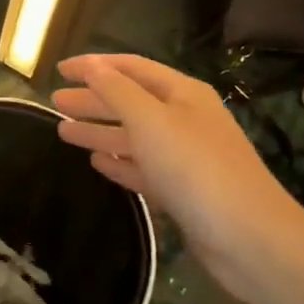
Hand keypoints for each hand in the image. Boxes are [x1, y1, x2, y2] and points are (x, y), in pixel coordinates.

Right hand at [52, 54, 303, 303]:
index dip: (93, 66)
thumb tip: (91, 65)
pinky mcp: (183, 192)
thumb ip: (117, 90)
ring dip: (99, 131)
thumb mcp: (151, 120)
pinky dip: (118, 162)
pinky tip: (96, 163)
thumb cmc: (196, 168)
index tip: (59, 70)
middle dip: (93, 99)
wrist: (249, 239)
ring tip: (63, 132)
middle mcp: (184, 120)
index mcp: (182, 94)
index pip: (130, 68)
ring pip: (133, 137)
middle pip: (130, 102)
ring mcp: (185, 158)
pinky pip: (142, 168)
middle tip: (55, 103)